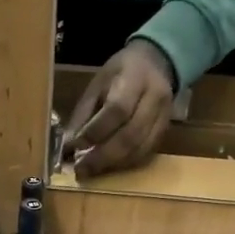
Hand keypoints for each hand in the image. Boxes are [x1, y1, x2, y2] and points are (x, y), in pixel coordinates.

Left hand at [65, 40, 175, 179]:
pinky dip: (124, 164)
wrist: (157, 63)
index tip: (74, 146)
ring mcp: (164, 117)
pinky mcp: (166, 131)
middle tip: (81, 169)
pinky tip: (108, 167)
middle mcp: (155, 99)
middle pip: (130, 134)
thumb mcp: (97, 83)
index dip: (95, 131)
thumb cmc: (121, 72)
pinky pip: (146, 153)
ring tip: (91, 170)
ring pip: (139, 148)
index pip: (117, 110)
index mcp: (135, 79)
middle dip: (102, 156)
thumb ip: (83, 113)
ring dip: (113, 164)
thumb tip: (68, 145)